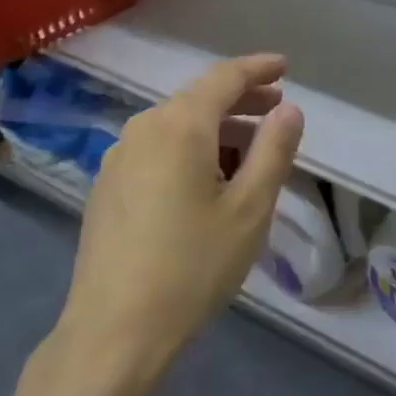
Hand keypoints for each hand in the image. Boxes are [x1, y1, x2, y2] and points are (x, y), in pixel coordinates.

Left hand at [56, 54, 304, 379]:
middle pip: (198, 100)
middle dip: (240, 100)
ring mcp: (118, 156)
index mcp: (179, 125)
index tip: (284, 67)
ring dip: (216, 129)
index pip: (224, 78)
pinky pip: (156, 150)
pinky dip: (188, 150)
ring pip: (176, 126)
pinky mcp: (107, 185)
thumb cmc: (192, 266)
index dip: (257, 69)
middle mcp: (143, 128)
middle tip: (276, 109)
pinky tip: (205, 181)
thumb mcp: (249, 209)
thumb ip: (273, 151)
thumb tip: (289, 109)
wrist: (114, 329)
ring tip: (249, 151)